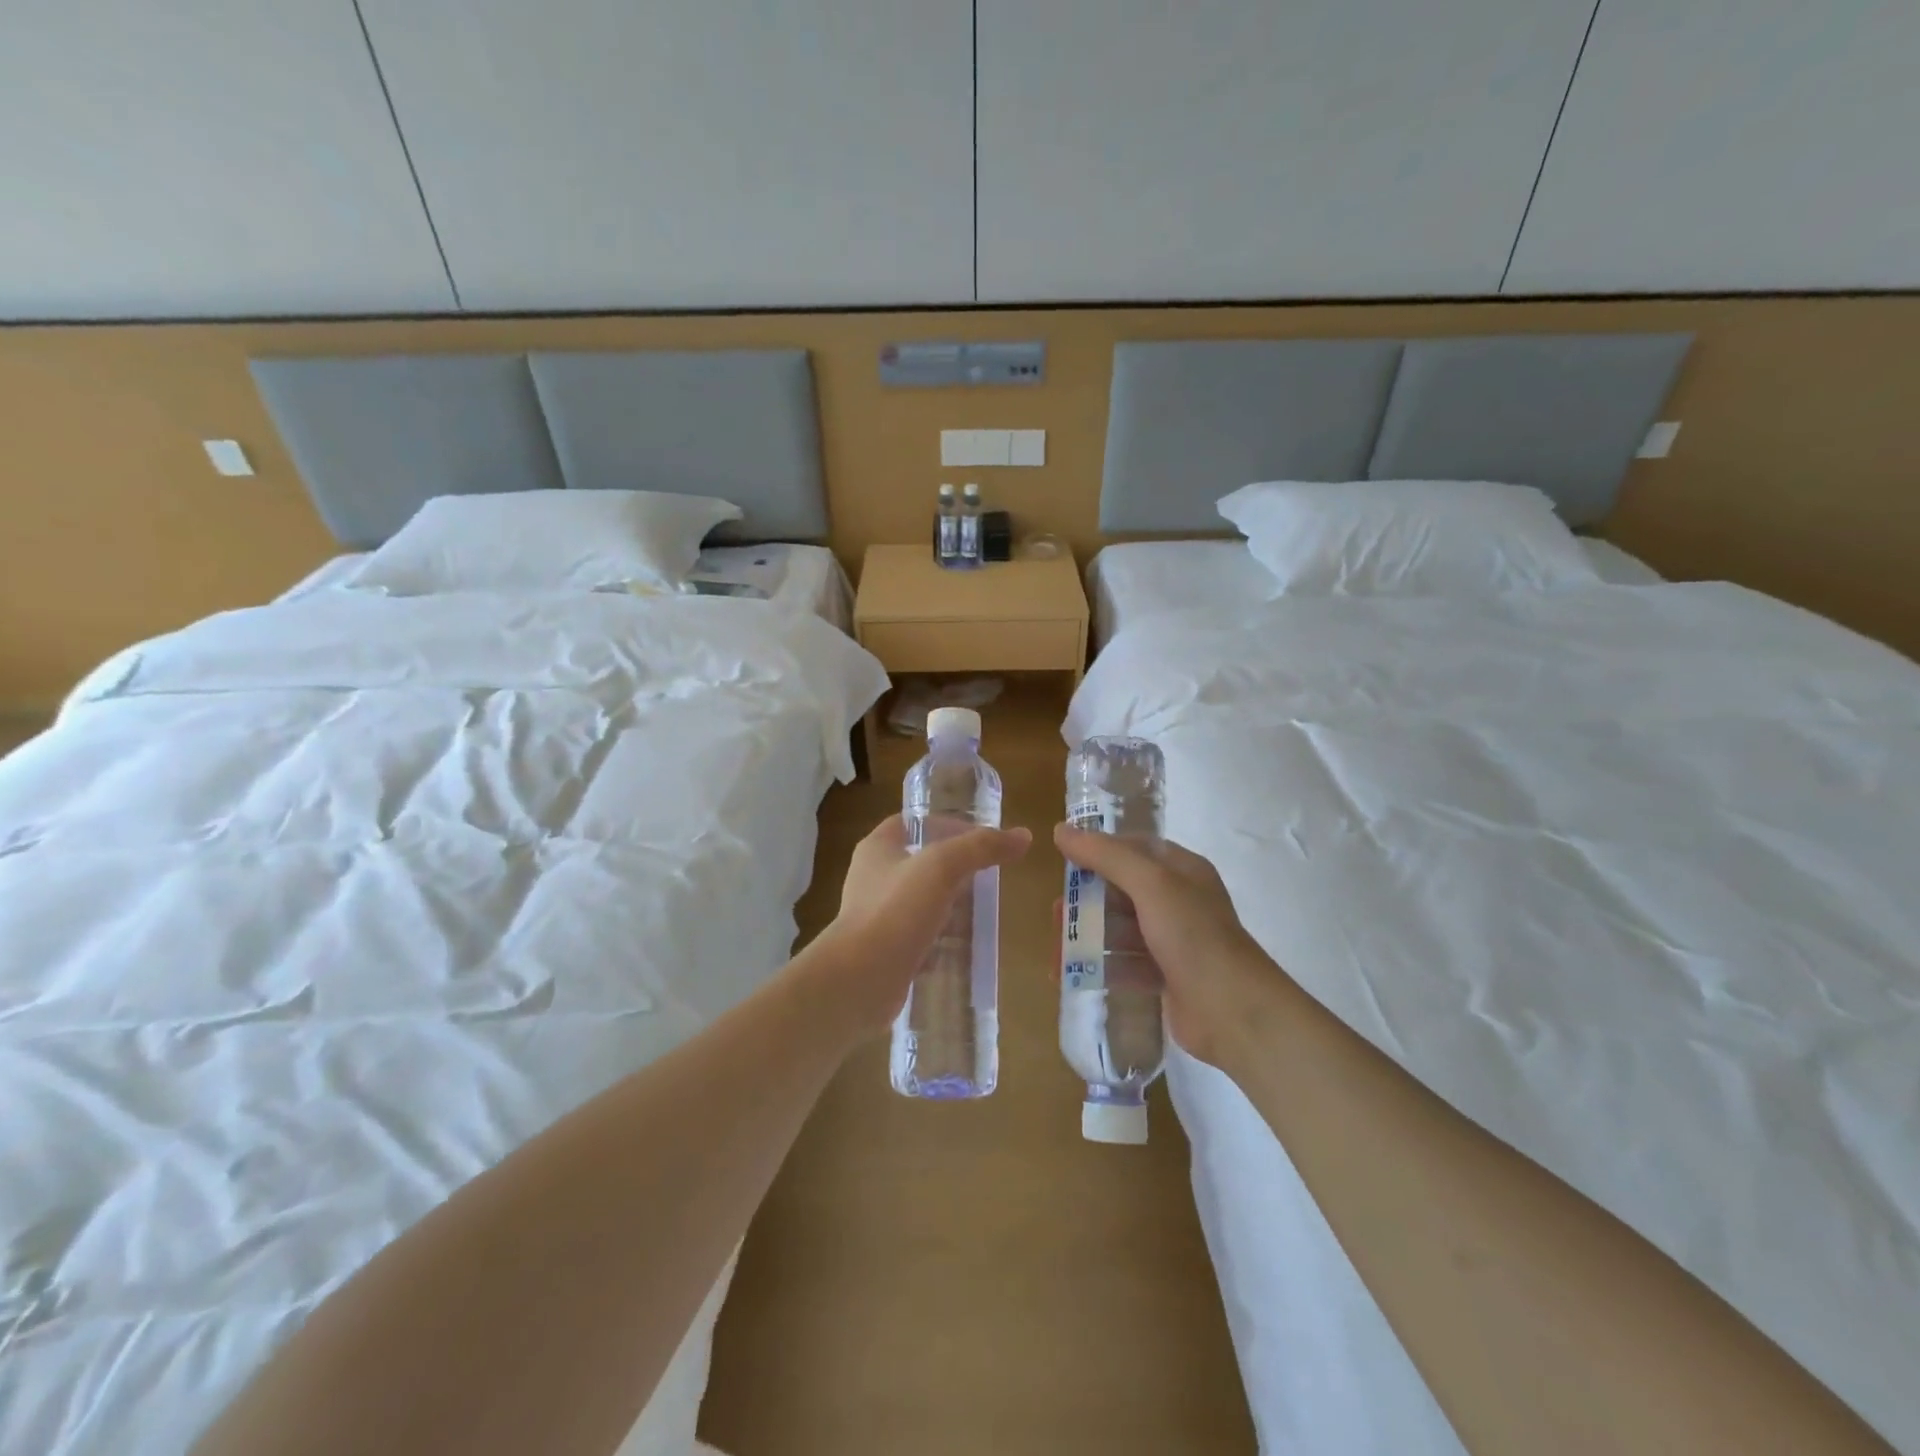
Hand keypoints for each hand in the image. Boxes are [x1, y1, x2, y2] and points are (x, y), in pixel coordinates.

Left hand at [808, 815, 1031, 1037]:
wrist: (859, 980)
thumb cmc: (895, 910)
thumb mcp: (942, 866)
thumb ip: (981, 847)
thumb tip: (1023, 836)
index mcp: (877, 848)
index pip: (912, 821)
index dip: (945, 823)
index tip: (979, 835)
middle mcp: (873, 877)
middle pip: (920, 861)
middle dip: (954, 867)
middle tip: (989, 874)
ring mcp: (877, 916)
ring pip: (922, 901)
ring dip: (950, 905)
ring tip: (985, 909)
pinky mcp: (886, 950)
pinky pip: (920, 937)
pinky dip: (943, 939)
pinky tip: (967, 945)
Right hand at [1054, 825, 1279, 1067]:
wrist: (1233, 1011)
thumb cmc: (1193, 935)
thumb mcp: (1151, 883)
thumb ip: (1106, 855)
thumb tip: (1061, 830)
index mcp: (1181, 870)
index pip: (1133, 848)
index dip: (1098, 851)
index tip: (1063, 861)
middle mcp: (1178, 900)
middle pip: (1121, 890)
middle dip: (1086, 900)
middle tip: (1056, 915)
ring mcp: (1172, 940)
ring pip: (1120, 928)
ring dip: (1087, 936)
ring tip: (1056, 952)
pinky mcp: (1165, 975)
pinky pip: (1125, 963)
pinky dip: (1100, 966)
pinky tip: (1071, 975)